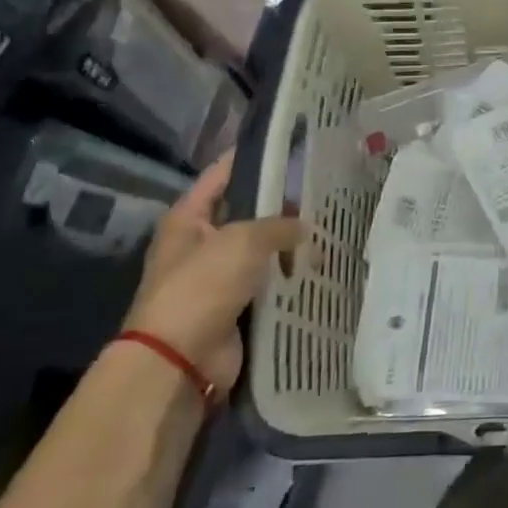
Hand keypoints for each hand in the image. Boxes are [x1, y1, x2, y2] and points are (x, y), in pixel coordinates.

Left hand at [122, 153, 300, 394]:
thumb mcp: (243, 240)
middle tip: (321, 190)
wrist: (179, 361)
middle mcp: (199, 244)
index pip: (222, 175)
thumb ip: (279, 225)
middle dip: (280, 205)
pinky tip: (319, 268)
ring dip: (287, 246)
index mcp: (188, 218)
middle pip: (245, 213)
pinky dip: (287, 280)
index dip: (253, 158)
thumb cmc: (202, 286)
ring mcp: (216, 279)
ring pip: (260, 252)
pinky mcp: (234, 309)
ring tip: (328, 228)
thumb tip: (304, 228)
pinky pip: (266, 286)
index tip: (289, 146)